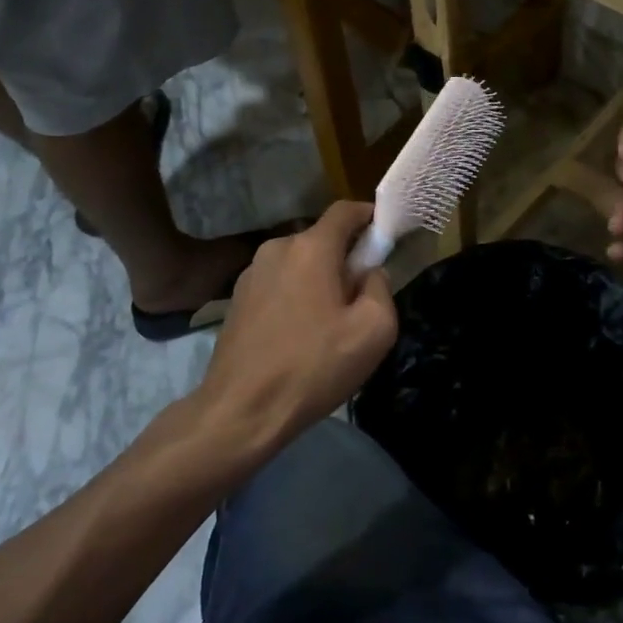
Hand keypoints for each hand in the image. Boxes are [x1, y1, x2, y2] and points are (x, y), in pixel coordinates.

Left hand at [197, 202, 397, 447]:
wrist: (240, 411)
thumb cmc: (313, 366)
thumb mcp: (373, 330)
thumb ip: (381, 288)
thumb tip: (370, 273)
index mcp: (311, 248)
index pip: (345, 210)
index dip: (369, 216)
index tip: (385, 237)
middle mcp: (277, 249)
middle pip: (322, 239)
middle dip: (345, 258)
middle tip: (360, 297)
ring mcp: (251, 273)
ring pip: (299, 263)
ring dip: (318, 280)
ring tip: (328, 323)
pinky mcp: (236, 299)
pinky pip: (279, 284)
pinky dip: (295, 296)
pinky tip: (299, 335)